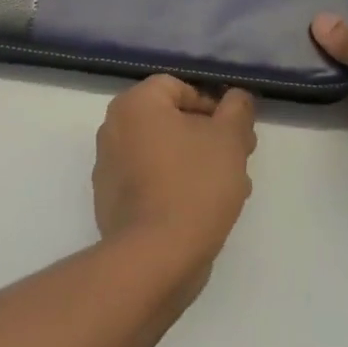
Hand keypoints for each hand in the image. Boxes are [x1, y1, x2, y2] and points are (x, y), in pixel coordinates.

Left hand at [93, 75, 256, 284]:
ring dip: (197, 163)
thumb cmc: (193, 185)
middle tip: (238, 159)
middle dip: (209, 137)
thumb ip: (237, 109)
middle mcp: (114, 128)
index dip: (212, 105)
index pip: (178, 88)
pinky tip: (203, 210)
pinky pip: (150, 181)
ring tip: (230, 189)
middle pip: (171, 121)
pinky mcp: (111, 202)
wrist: (154, 258)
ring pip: (164, 153)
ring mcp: (109, 167)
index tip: (236, 132)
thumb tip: (237, 97)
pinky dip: (175, 186)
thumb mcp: (229, 139)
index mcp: (135, 104)